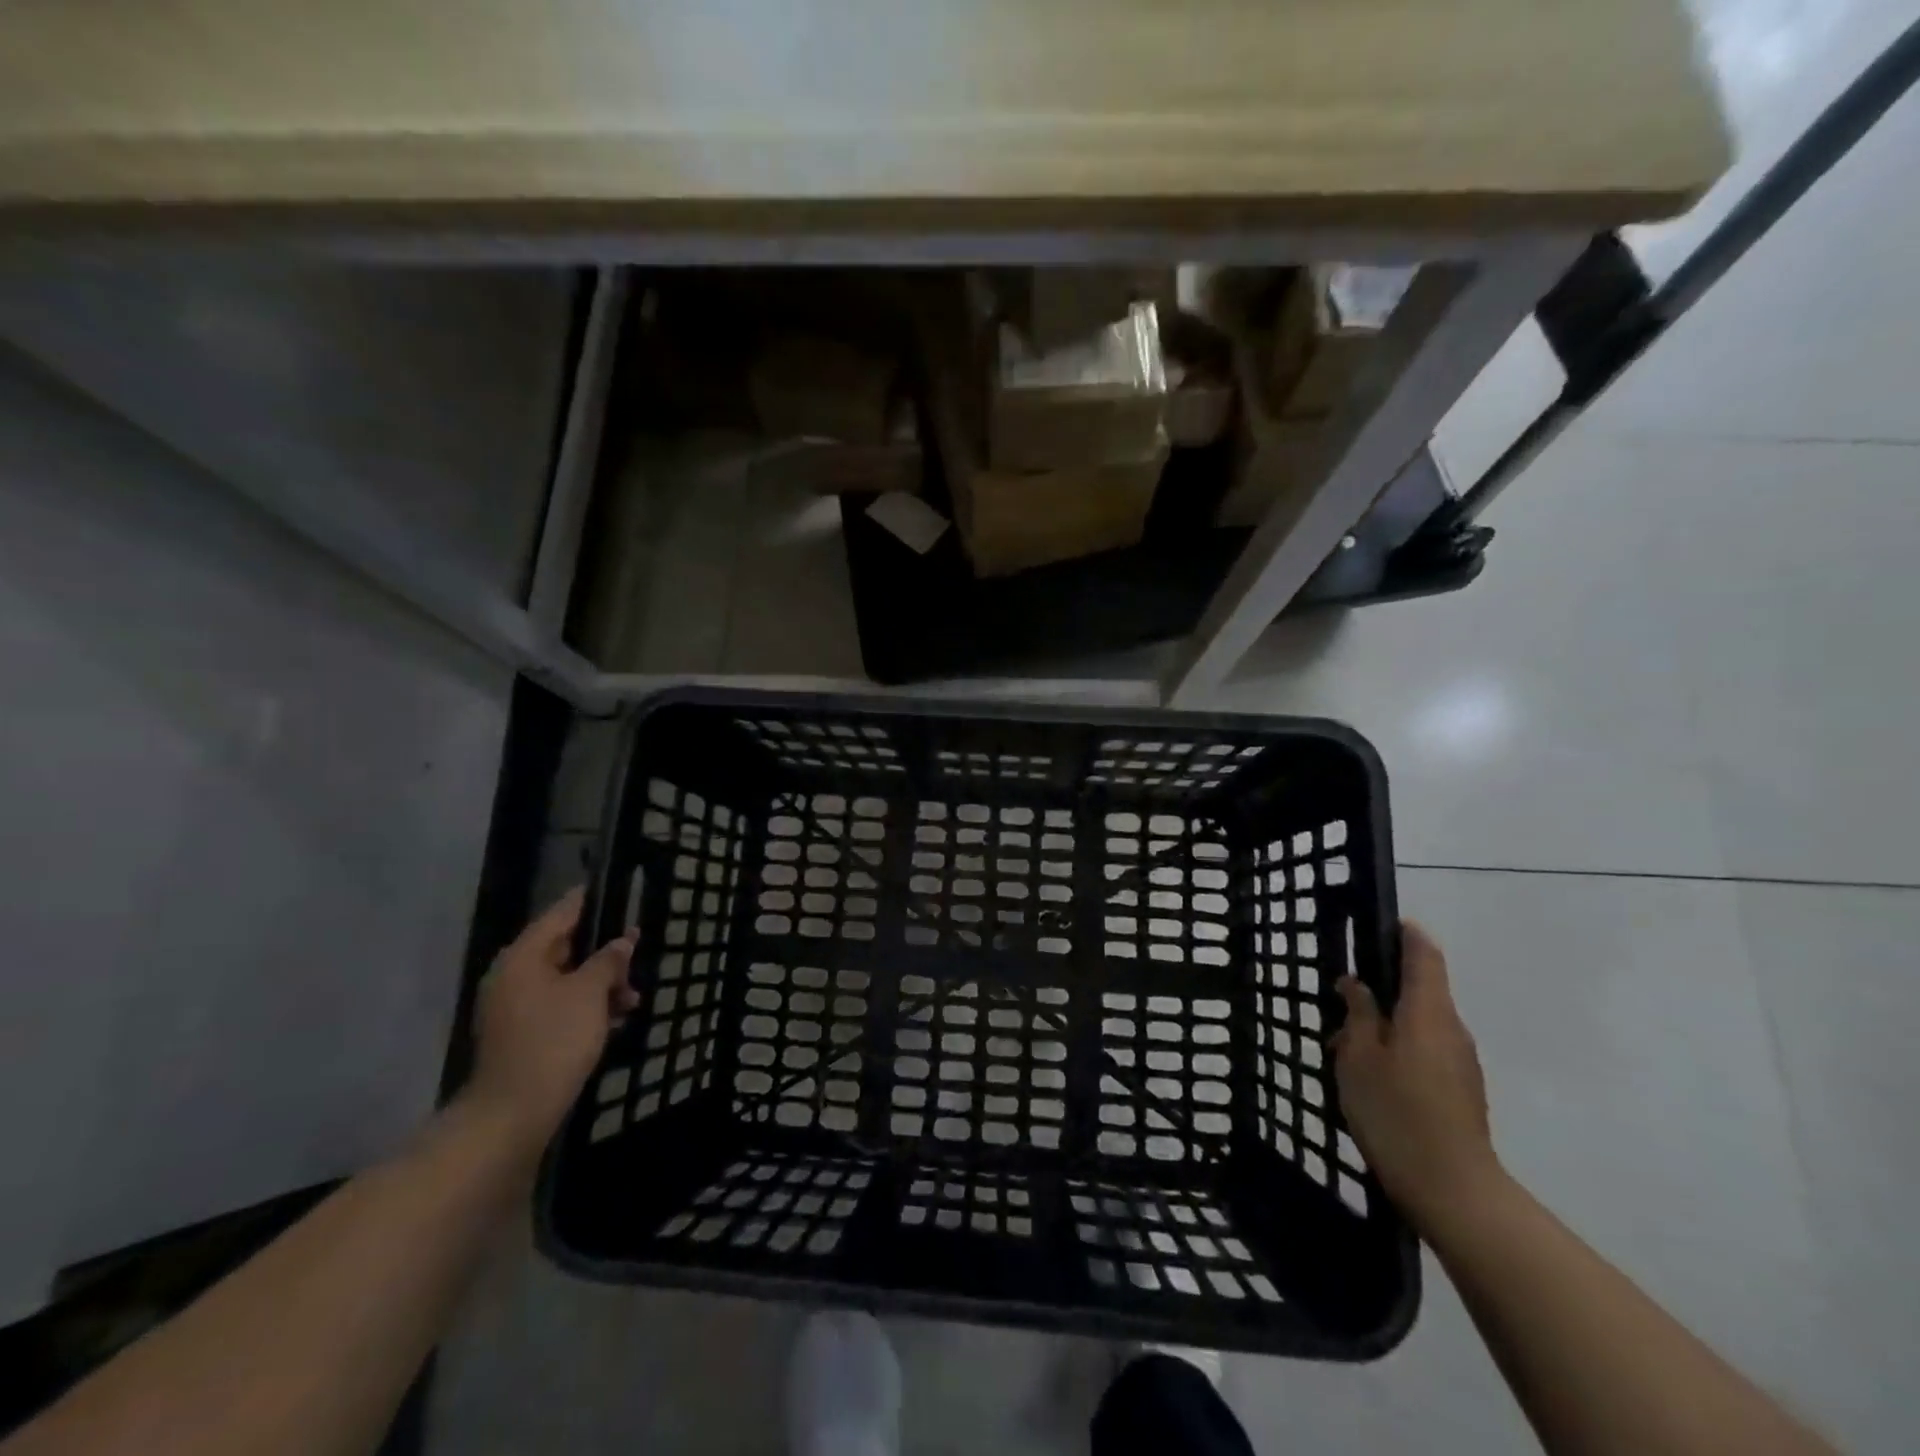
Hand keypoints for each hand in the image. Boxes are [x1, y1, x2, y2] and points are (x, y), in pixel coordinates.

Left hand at [464, 887, 638, 1152]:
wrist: (513, 1114)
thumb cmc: (553, 1041)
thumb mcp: (590, 993)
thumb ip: (609, 960)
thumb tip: (623, 940)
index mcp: (523, 957)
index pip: (561, 913)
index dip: (591, 901)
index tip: (618, 889)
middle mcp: (513, 975)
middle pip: (565, 947)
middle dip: (604, 953)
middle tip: (638, 954)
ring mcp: (514, 1007)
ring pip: (566, 979)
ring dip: (601, 984)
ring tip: (633, 998)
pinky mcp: (522, 1033)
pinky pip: (560, 1005)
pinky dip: (586, 1006)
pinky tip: (616, 1018)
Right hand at [1334, 920, 1503, 1230]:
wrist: (1452, 1189)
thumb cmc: (1396, 1111)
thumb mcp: (1359, 1056)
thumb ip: (1358, 1013)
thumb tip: (1356, 983)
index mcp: (1428, 1011)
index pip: (1425, 955)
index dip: (1406, 934)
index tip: (1381, 925)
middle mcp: (1452, 1028)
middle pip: (1422, 990)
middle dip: (1383, 987)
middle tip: (1341, 999)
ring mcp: (1462, 1061)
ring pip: (1421, 1023)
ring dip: (1387, 1023)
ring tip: (1347, 1046)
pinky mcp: (1462, 1090)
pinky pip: (1427, 1050)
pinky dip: (1400, 1048)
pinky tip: (1371, 1076)